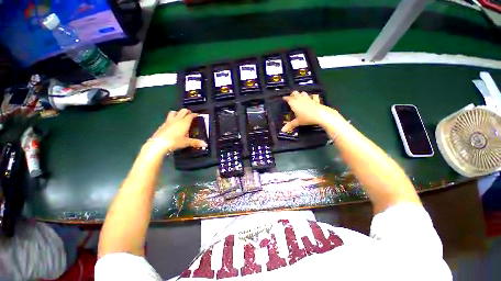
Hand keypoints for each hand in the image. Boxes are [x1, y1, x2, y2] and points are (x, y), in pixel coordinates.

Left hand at [146, 109, 207, 153]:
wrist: (159, 144)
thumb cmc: (175, 142)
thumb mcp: (187, 142)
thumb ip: (196, 142)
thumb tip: (206, 144)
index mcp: (184, 122)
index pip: (191, 115)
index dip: (194, 114)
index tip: (197, 115)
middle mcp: (177, 119)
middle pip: (183, 111)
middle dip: (187, 111)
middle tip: (190, 114)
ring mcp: (169, 121)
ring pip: (174, 112)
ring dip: (178, 113)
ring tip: (181, 117)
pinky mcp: (163, 124)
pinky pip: (168, 118)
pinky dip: (172, 119)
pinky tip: (172, 124)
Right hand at [281, 91, 338, 131]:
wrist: (320, 114)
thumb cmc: (307, 118)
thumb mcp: (298, 122)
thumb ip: (290, 125)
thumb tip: (283, 130)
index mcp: (294, 103)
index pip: (288, 98)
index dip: (285, 98)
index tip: (284, 98)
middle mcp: (300, 99)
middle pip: (295, 93)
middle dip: (292, 94)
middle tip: (291, 97)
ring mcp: (308, 98)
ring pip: (302, 93)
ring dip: (300, 94)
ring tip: (299, 96)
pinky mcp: (314, 100)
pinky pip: (311, 96)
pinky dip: (309, 97)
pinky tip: (310, 98)